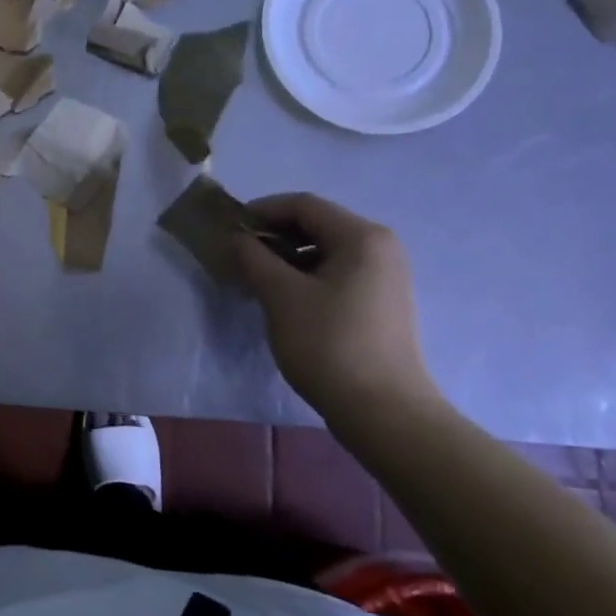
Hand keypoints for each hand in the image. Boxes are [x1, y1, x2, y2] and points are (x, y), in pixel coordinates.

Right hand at [234, 193, 440, 421]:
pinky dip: (307, 276)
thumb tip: (237, 238)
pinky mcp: (381, 302)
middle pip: (317, 225)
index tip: (229, 230)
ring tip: (257, 280)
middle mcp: (381, 247)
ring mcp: (385, 276)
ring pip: (326, 251)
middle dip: (274, 235)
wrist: (382, 411)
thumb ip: (254, 257)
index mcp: (362, 236)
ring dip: (287, 257)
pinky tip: (284, 299)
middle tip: (240, 256)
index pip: (303, 205)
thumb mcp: (281, 295)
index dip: (261, 211)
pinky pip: (337, 273)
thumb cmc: (329, 344)